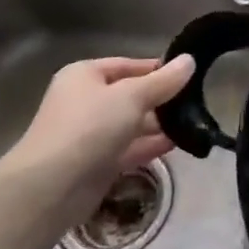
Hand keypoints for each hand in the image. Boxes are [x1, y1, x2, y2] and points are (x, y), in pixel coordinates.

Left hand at [9, 55, 196, 229]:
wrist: (51, 188)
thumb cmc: (89, 126)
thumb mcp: (132, 96)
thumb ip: (163, 81)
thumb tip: (189, 60)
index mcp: (85, 76)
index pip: (129, 65)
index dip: (158, 69)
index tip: (190, 75)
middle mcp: (86, 101)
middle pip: (132, 95)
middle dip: (162, 99)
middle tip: (197, 100)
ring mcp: (91, 134)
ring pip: (133, 123)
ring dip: (160, 124)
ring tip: (195, 122)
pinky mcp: (98, 163)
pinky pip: (131, 148)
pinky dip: (152, 145)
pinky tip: (180, 142)